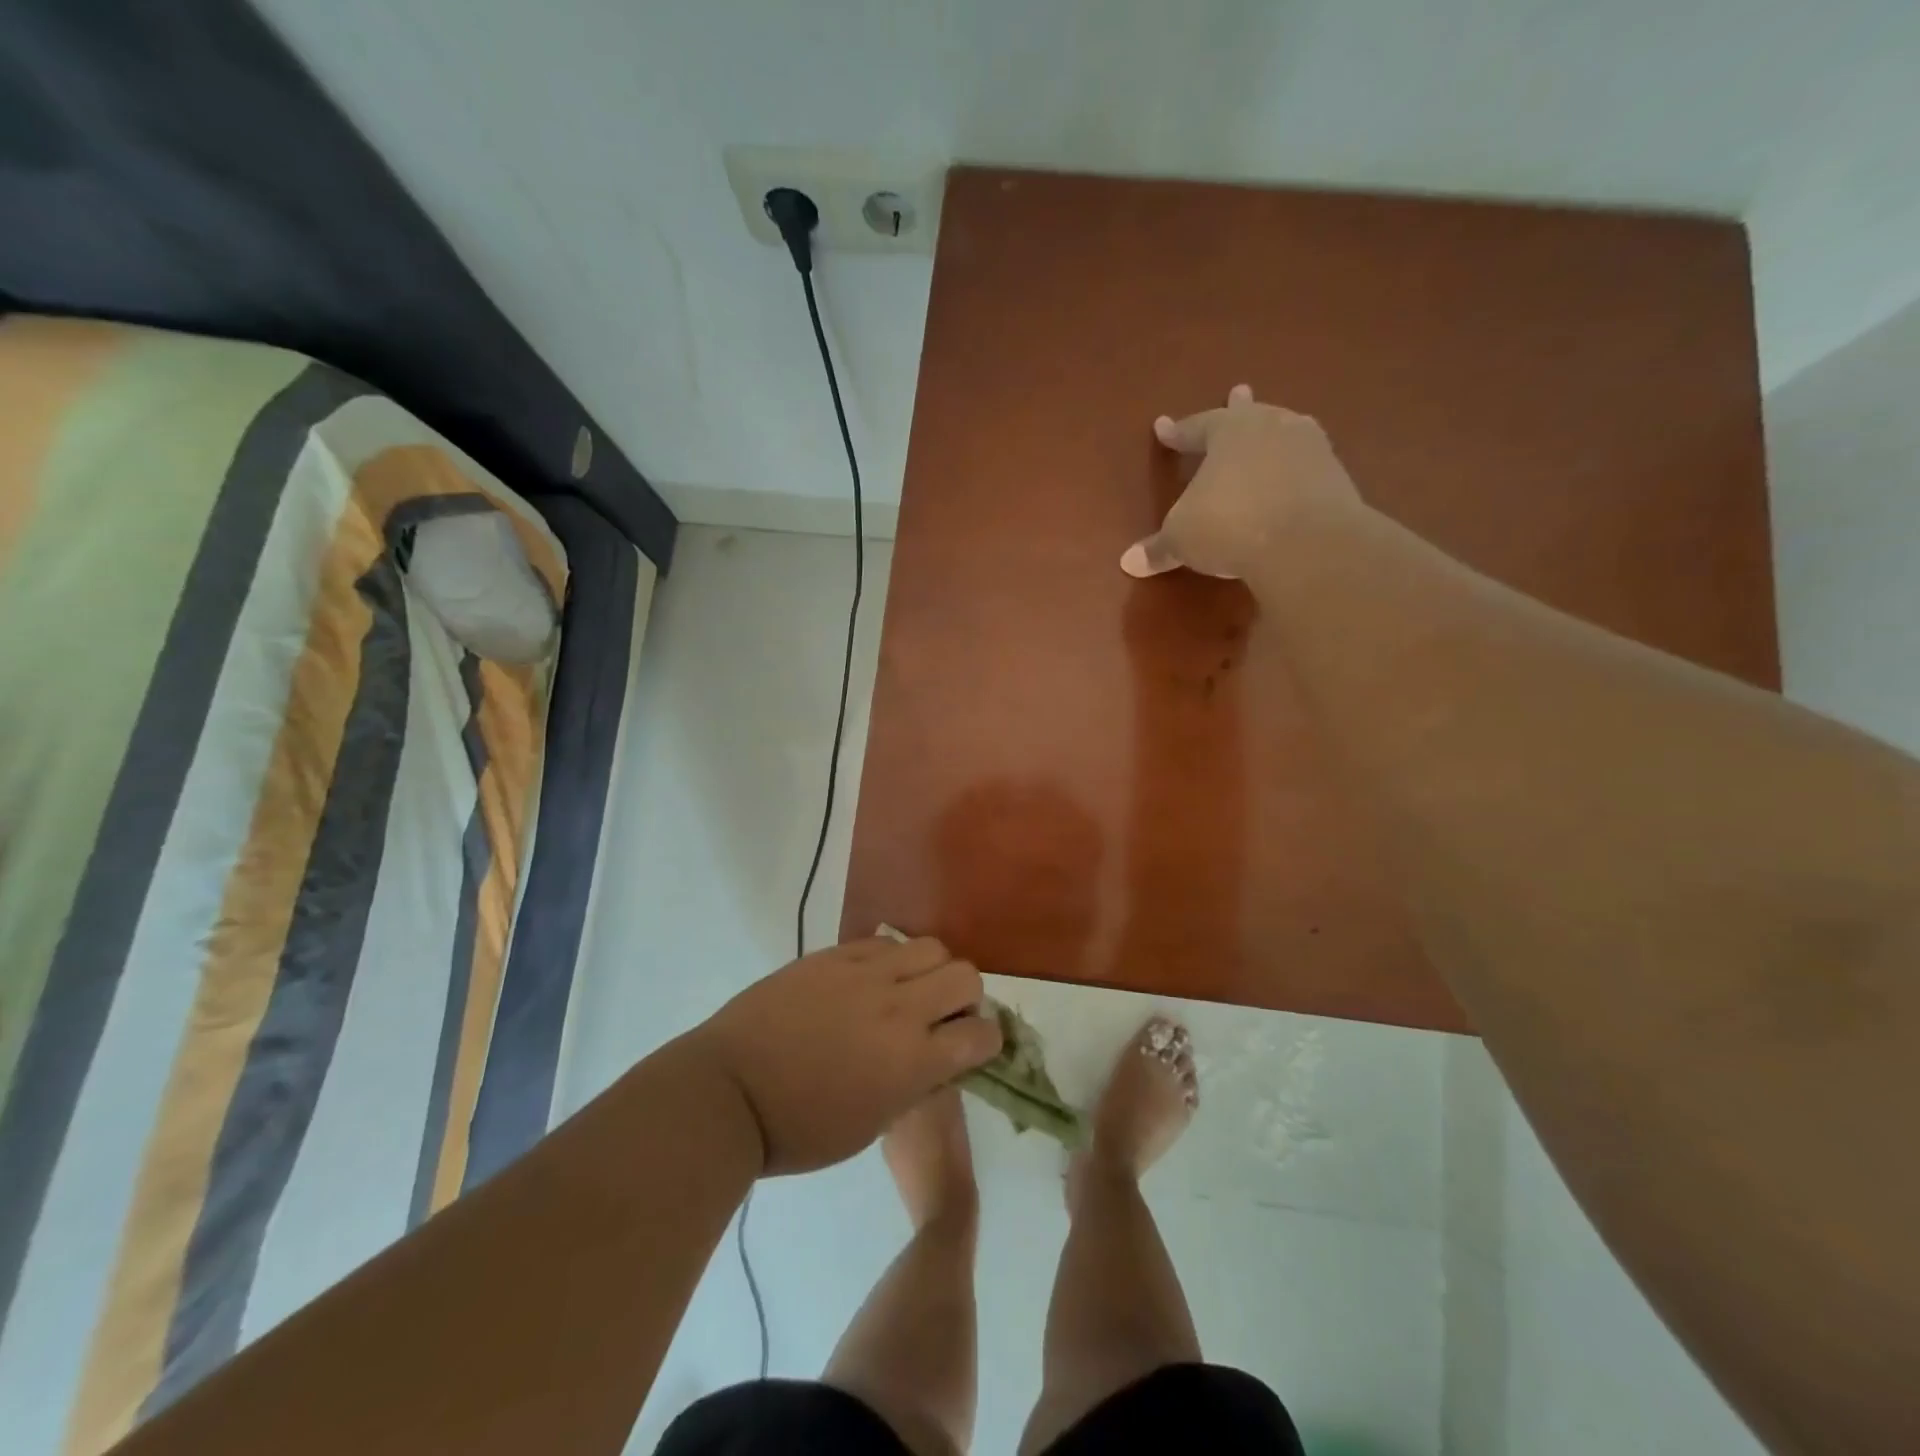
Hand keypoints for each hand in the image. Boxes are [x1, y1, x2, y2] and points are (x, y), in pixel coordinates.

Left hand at [694, 937, 1002, 1175]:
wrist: (729, 1093)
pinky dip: (890, 959)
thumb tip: (938, 1059)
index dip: (986, 1040)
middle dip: (965, 997)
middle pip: (965, 975)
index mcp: (912, 1061)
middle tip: (942, 1014)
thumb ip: (915, 1084)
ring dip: (931, 970)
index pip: (981, 1034)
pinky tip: (870, 979)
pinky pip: (882, 942)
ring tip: (908, 988)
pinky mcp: (833, 955)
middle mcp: (899, 1008)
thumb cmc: (799, 1130)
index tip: (972, 1046)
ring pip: (929, 947)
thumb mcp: (872, 1125)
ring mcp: (864, 974)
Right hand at [1121, 384, 1364, 579]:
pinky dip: (1294, 470)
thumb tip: (1129, 562)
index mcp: (1228, 431)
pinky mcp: (1336, 476)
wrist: (1307, 542)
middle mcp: (1271, 427)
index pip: (1196, 427)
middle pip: (1249, 415)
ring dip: (1272, 435)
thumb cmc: (1229, 525)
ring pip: (1283, 433)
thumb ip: (1159, 547)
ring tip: (1272, 433)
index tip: (1163, 426)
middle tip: (1238, 391)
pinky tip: (1294, 477)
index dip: (1177, 432)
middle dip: (1238, 407)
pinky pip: (1306, 465)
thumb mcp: (1182, 539)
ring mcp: (1310, 447)